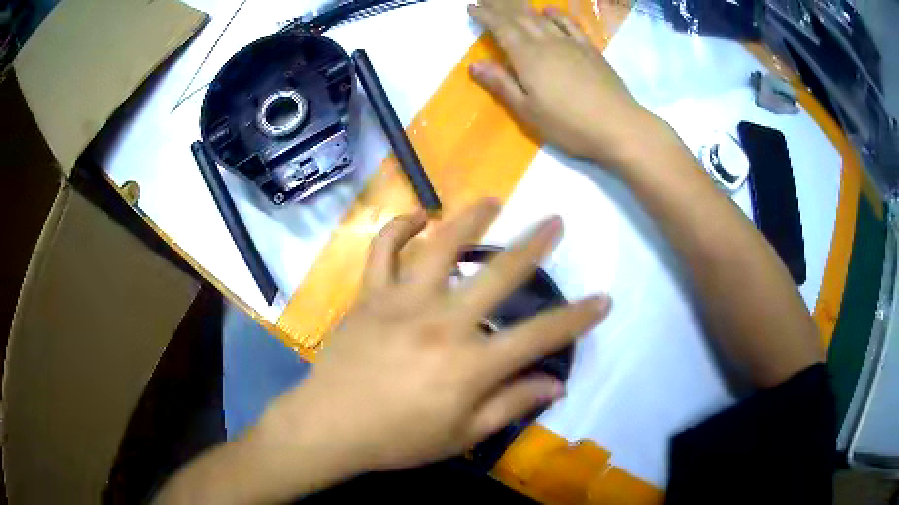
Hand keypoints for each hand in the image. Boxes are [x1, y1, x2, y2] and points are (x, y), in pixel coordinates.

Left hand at [257, 200, 609, 485]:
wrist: (329, 426)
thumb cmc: (398, 439)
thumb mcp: (461, 434)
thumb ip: (511, 405)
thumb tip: (556, 384)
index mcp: (470, 365)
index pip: (540, 336)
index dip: (577, 318)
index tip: (603, 299)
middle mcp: (443, 322)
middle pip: (499, 275)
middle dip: (534, 245)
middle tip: (554, 221)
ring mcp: (402, 302)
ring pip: (441, 246)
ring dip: (470, 219)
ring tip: (492, 201)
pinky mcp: (370, 295)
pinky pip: (383, 250)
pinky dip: (399, 227)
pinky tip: (418, 217)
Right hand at [468, 0, 657, 164]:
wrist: (618, 126)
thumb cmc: (569, 125)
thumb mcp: (528, 112)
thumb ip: (501, 85)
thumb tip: (475, 64)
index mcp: (527, 57)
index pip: (501, 28)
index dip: (485, 15)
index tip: (472, 6)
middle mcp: (547, 43)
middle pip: (520, 17)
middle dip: (500, 5)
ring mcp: (571, 43)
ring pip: (542, 18)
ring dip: (523, 6)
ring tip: (511, 0)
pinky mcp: (590, 50)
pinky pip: (570, 25)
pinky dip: (557, 15)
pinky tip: (549, 11)